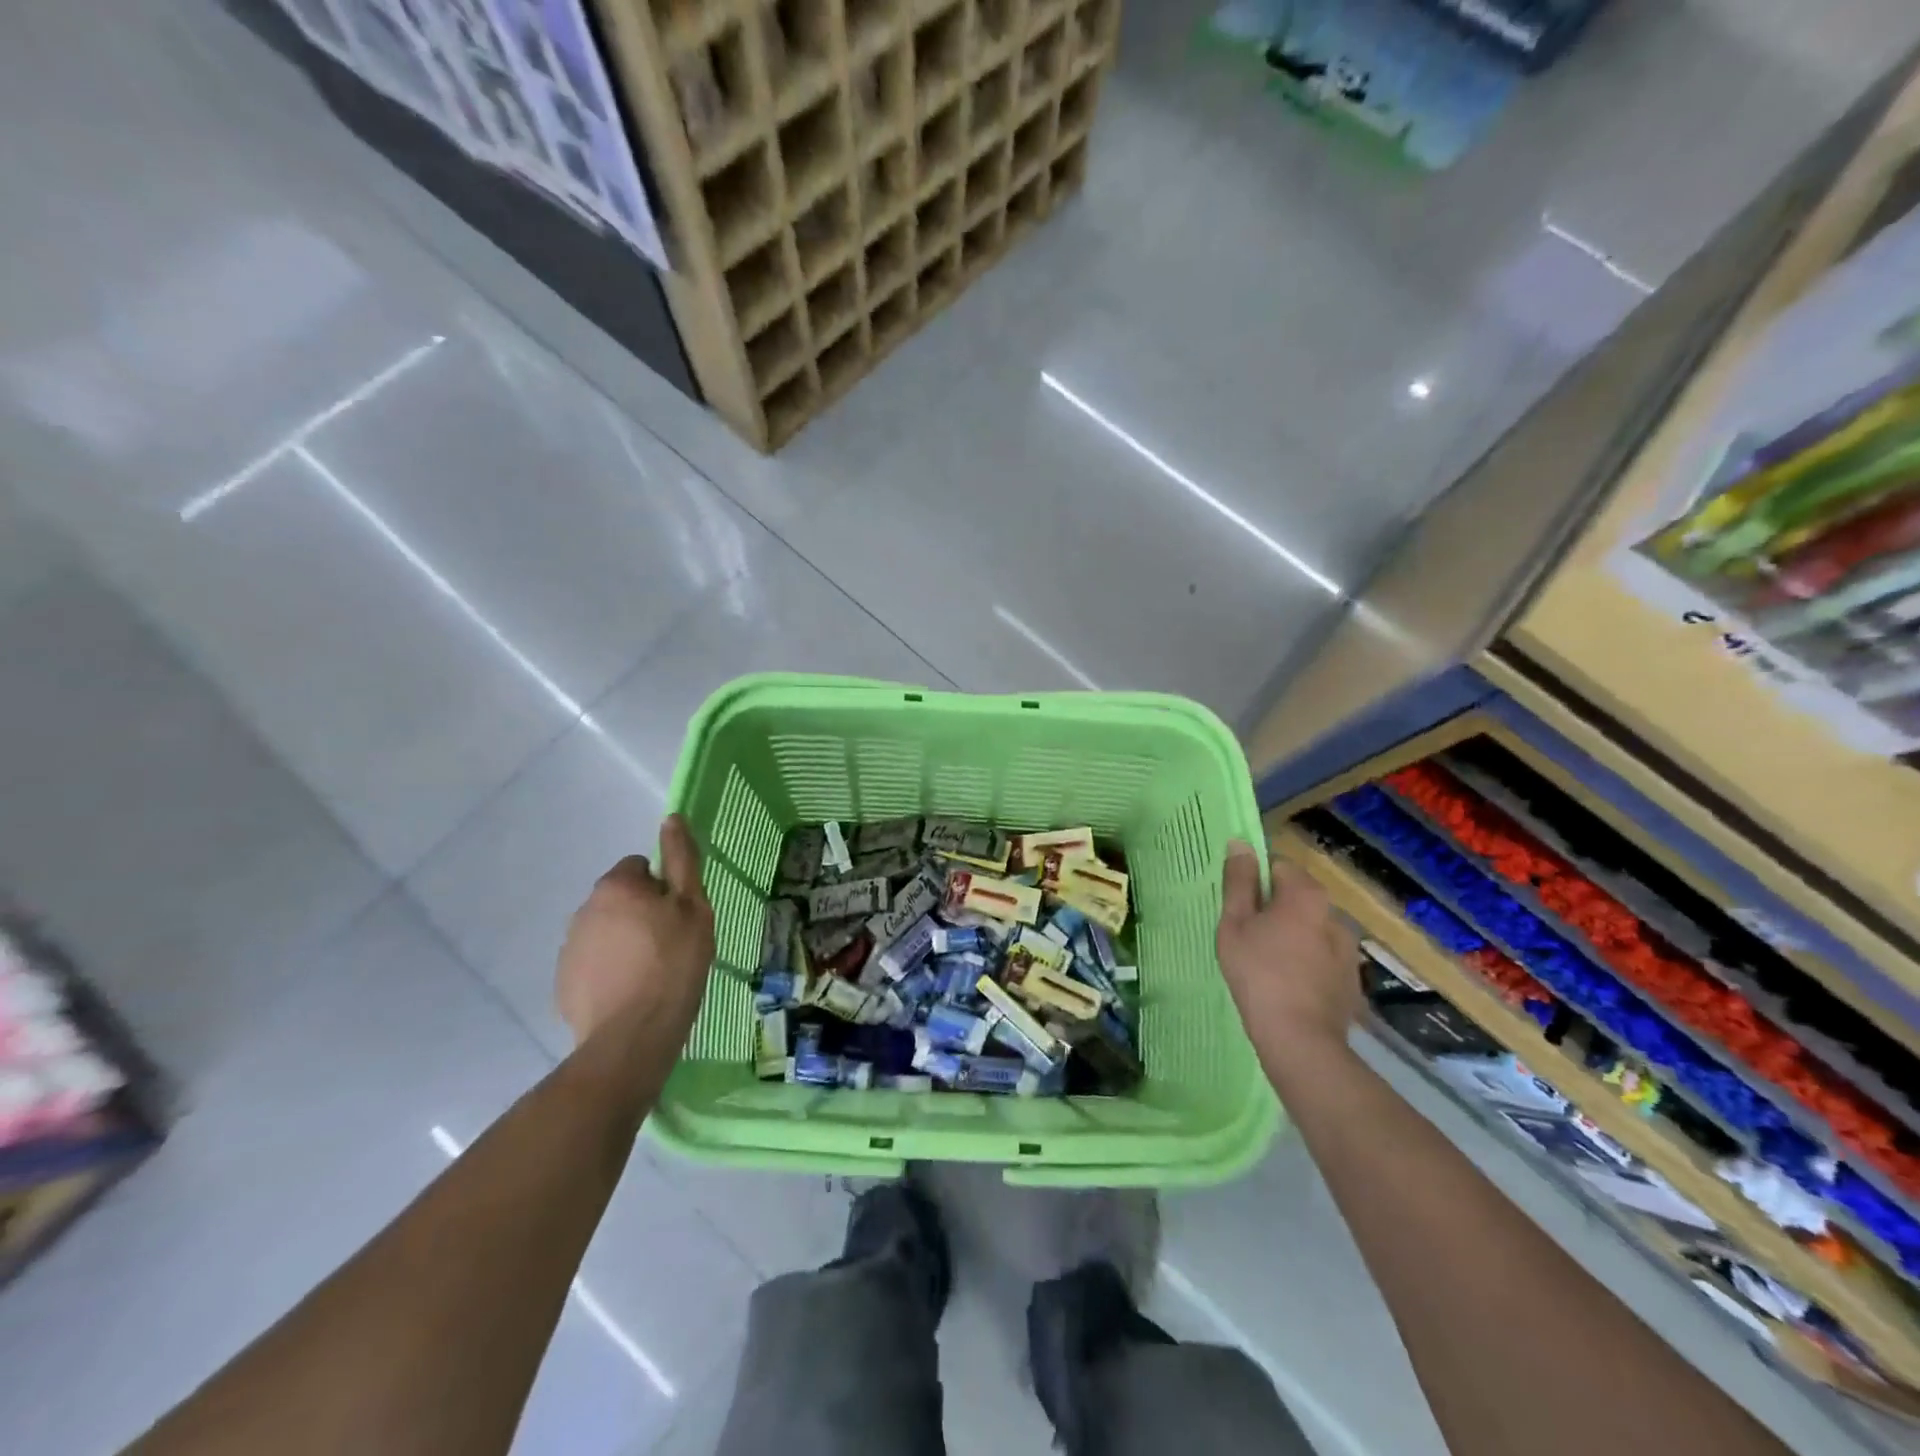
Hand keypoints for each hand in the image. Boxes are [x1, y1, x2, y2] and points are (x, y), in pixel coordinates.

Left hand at [556, 816, 714, 1047]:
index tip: (679, 915)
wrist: (632, 1036)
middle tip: (671, 942)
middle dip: (642, 912)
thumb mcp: (693, 907)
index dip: (664, 887)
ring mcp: (570, 947)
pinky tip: (631, 991)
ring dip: (626, 940)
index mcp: (616, 886)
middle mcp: (584, 909)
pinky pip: (593, 962)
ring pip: (607, 930)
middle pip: (621, 898)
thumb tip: (671, 818)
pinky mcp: (564, 982)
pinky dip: (611, 969)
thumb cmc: (673, 963)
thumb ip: (682, 860)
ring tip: (653, 971)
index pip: (641, 866)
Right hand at [1217, 841, 1359, 1066]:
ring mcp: (1349, 949)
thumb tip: (1240, 843)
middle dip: (1274, 910)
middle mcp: (1335, 913)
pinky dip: (1308, 964)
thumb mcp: (1235, 923)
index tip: (1239, 908)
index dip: (1255, 883)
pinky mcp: (1353, 980)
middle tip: (1248, 938)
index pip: (1278, 866)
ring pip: (1311, 929)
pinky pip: (1323, 958)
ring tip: (1268, 966)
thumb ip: (1238, 881)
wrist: (1300, 1039)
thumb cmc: (1258, 973)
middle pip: (1296, 898)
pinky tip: (1289, 987)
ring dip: (1293, 937)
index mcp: (1306, 894)